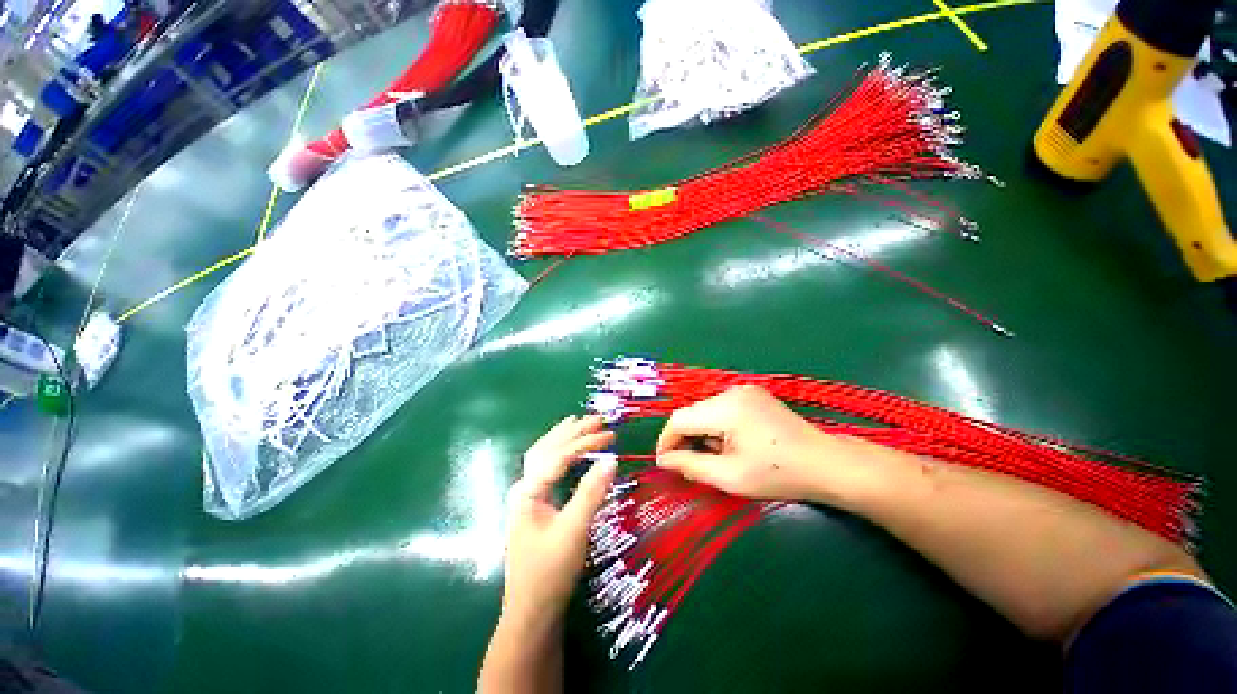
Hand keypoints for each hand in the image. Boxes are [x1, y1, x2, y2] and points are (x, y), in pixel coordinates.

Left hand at [503, 415, 616, 622]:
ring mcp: (527, 497)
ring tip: (580, 422)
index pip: (559, 456)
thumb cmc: (550, 572)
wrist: (531, 613)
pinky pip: (547, 468)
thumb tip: (611, 458)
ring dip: (563, 437)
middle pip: (547, 448)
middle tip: (597, 418)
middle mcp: (523, 487)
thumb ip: (592, 492)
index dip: (585, 442)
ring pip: (544, 456)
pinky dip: (560, 453)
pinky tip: (569, 451)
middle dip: (572, 431)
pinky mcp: (535, 506)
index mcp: (527, 491)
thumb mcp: (574, 530)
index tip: (610, 435)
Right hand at [656, 385, 848, 500]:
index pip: (679, 419)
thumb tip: (663, 461)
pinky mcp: (753, 394)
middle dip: (685, 438)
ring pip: (705, 410)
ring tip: (714, 456)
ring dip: (700, 432)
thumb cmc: (778, 474)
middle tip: (689, 464)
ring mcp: (744, 390)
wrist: (825, 463)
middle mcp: (731, 392)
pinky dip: (716, 425)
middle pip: (691, 413)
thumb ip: (691, 466)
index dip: (666, 441)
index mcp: (725, 408)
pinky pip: (721, 407)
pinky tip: (729, 443)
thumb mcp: (730, 477)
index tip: (665, 463)